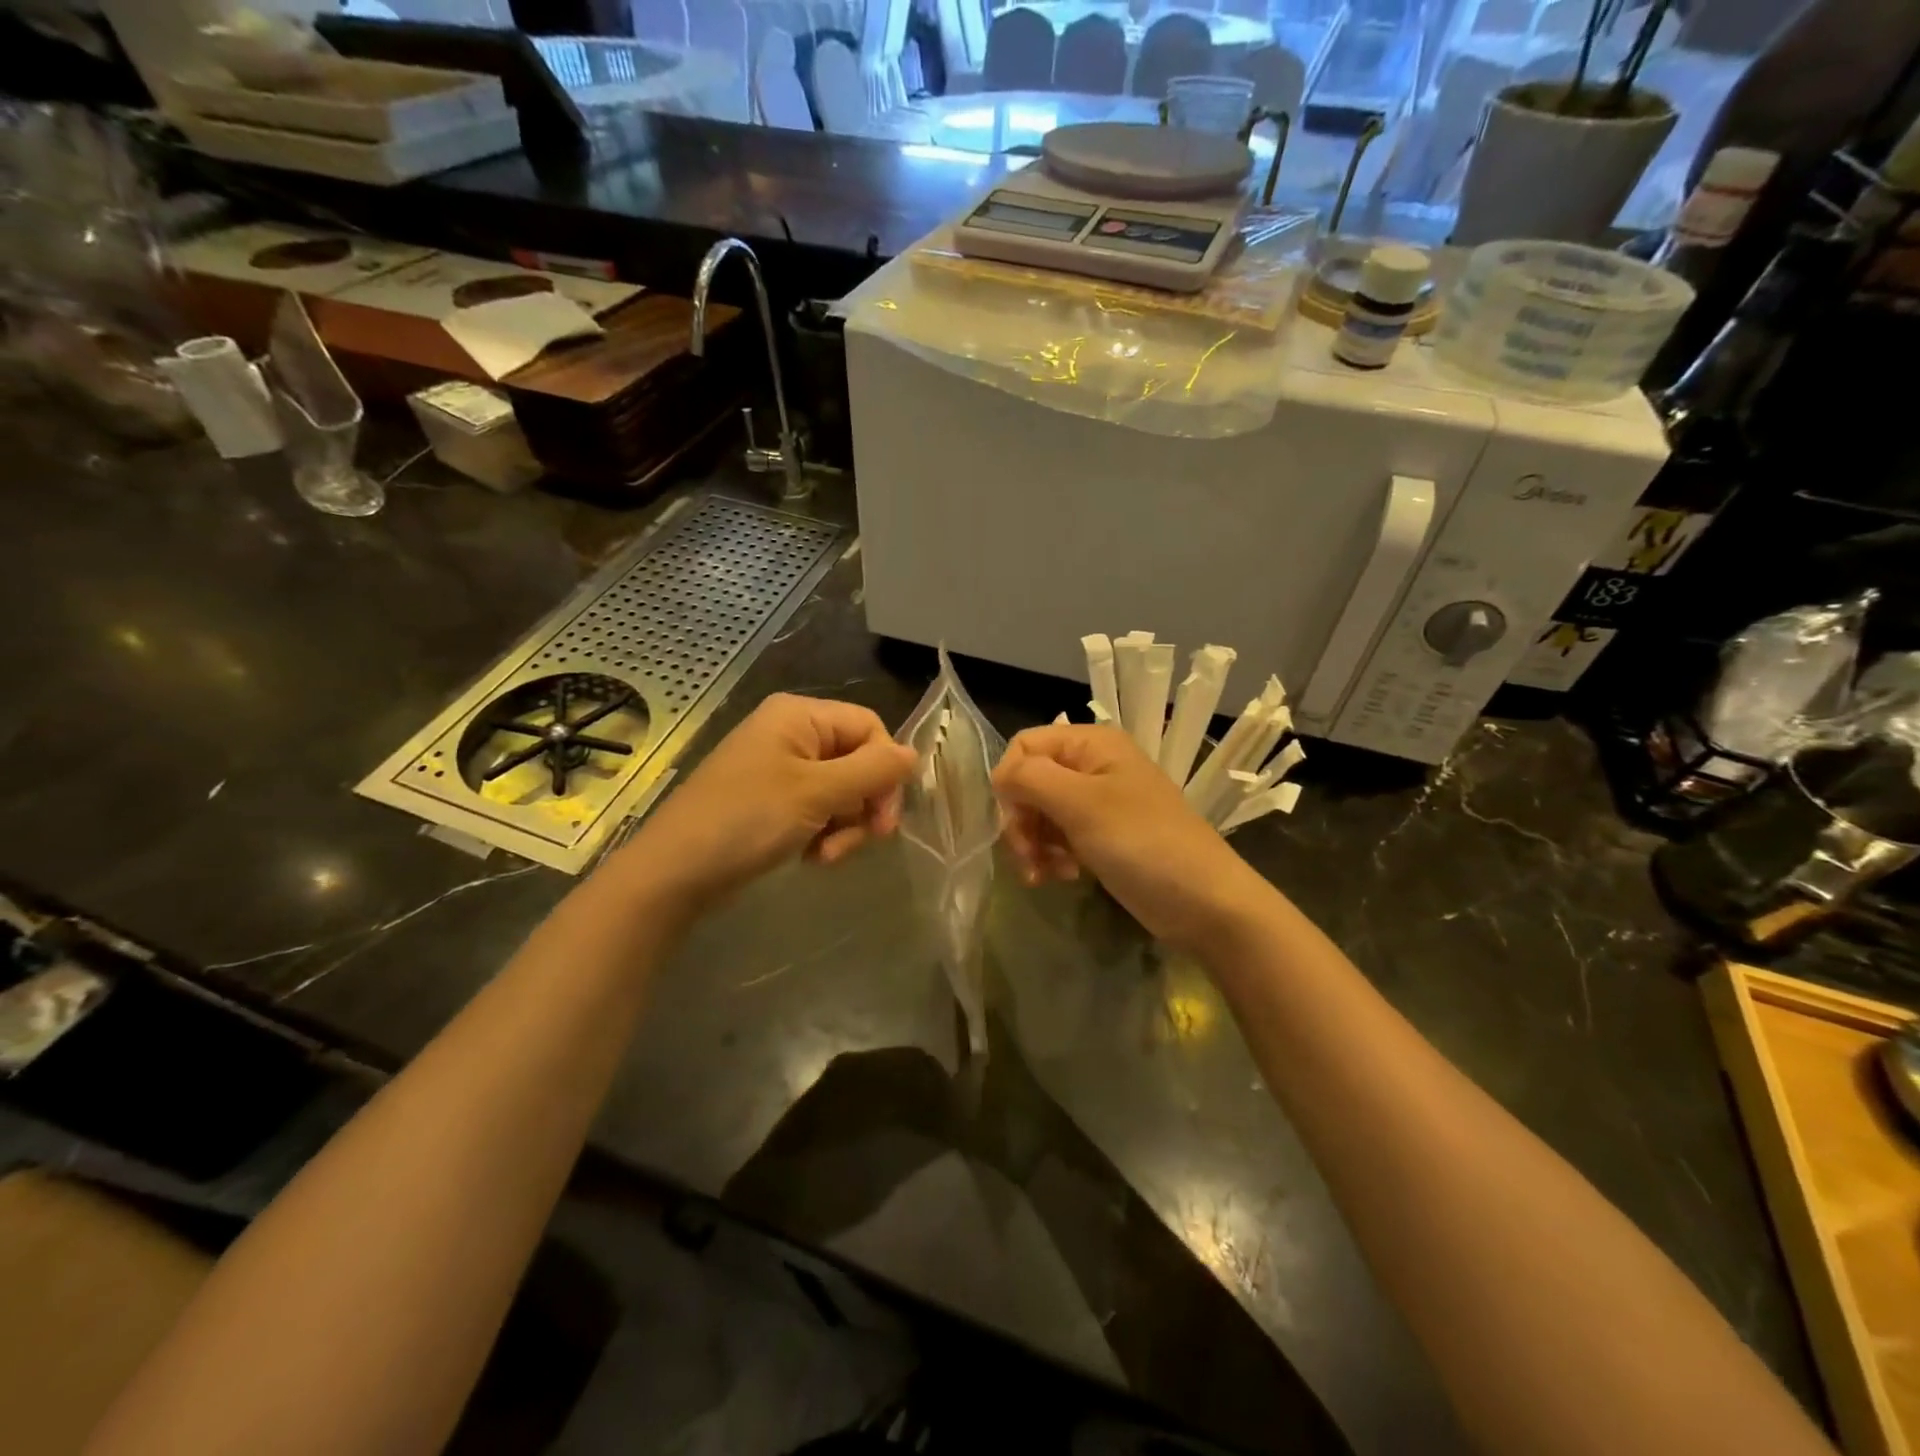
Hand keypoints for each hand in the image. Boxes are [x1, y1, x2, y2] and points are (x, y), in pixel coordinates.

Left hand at [619, 693, 916, 908]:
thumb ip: (872, 771)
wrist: (675, 873)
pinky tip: (810, 857)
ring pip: (843, 792)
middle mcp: (793, 734)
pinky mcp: (774, 801)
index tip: (886, 818)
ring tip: (824, 855)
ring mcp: (782, 769)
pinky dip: (824, 834)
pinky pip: (820, 810)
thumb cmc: (746, 820)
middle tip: (863, 841)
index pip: (870, 728)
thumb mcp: (815, 793)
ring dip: (845, 827)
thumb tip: (915, 754)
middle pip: (859, 761)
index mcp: (799, 716)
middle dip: (864, 805)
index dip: (886, 770)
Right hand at [992, 724, 1270, 951]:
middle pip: (1030, 782)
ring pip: (1040, 813)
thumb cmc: (1143, 843)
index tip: (1014, 821)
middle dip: (1020, 821)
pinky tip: (1062, 877)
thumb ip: (1030, 779)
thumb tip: (999, 775)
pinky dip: (1052, 856)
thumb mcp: (1082, 804)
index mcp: (1092, 744)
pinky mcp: (1102, 837)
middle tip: (1027, 858)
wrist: (1205, 903)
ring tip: (1043, 875)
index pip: (1025, 746)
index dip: (1010, 782)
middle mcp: (1093, 766)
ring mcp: (1099, 804)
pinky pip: (1059, 837)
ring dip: (1033, 844)